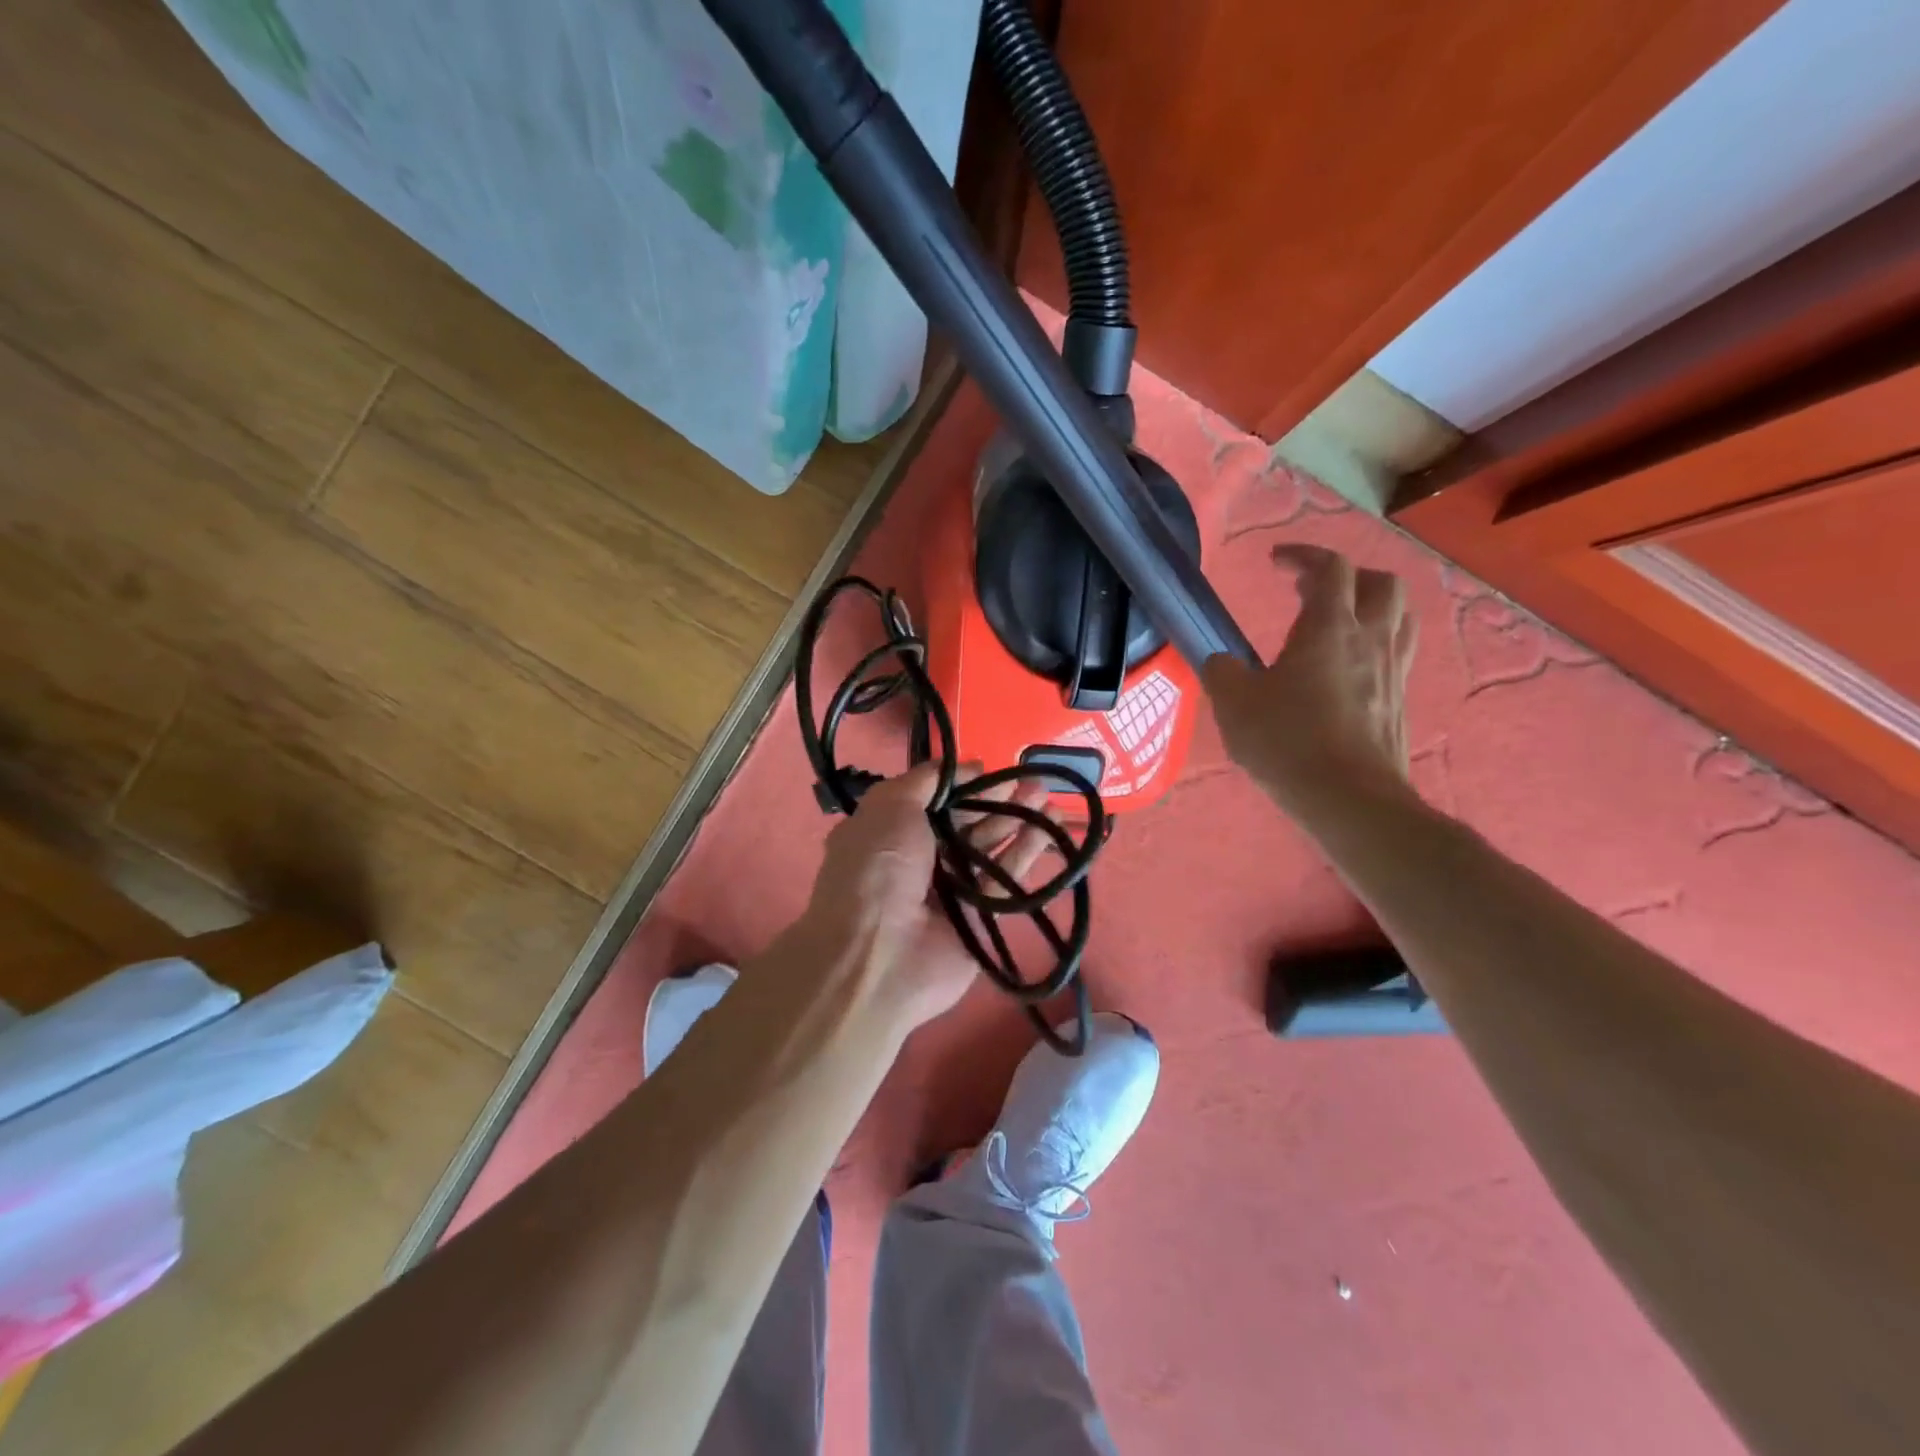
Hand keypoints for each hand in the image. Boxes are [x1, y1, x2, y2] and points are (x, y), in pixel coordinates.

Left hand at [796, 762, 1056, 1033]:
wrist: (880, 956)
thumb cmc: (878, 869)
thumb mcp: (889, 807)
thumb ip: (924, 780)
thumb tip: (966, 767)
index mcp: (890, 832)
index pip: (933, 800)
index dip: (962, 784)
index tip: (990, 768)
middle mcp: (920, 859)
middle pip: (966, 822)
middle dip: (997, 799)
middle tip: (1033, 778)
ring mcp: (951, 890)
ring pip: (991, 846)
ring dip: (1018, 819)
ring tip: (1047, 795)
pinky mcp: (981, 917)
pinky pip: (1007, 877)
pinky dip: (1029, 850)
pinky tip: (1052, 827)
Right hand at [1201, 544, 1416, 812]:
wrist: (1349, 799)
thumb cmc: (1287, 743)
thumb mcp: (1234, 705)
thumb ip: (1222, 672)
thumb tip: (1222, 661)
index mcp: (1329, 628)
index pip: (1330, 568)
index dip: (1303, 555)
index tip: (1275, 562)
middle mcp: (1370, 639)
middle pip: (1379, 582)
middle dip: (1345, 576)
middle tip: (1311, 592)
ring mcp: (1392, 670)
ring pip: (1400, 615)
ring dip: (1371, 605)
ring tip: (1339, 621)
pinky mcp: (1400, 700)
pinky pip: (1398, 652)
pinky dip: (1377, 642)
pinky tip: (1350, 667)